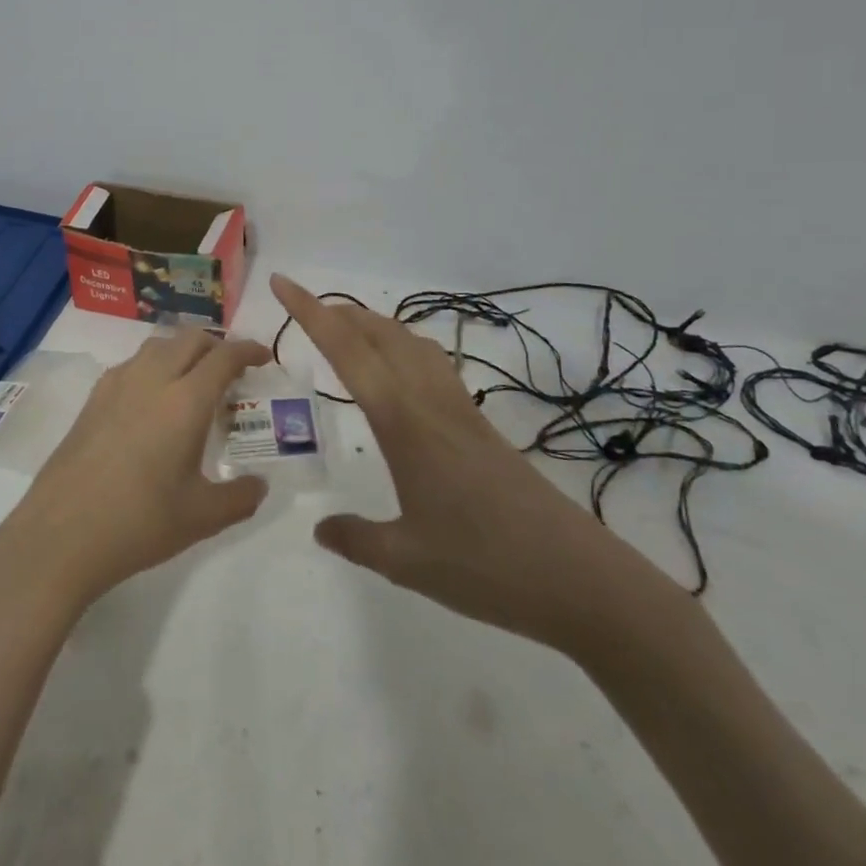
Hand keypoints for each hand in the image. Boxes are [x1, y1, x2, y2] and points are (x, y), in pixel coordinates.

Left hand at [0, 329, 273, 611]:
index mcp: (185, 400)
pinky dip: (153, 366)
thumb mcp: (202, 517)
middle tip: (231, 372)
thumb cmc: (139, 522)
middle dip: (216, 345)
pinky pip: (131, 364)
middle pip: (189, 338)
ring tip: (192, 381)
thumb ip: (240, 497)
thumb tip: (260, 485)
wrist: (62, 533)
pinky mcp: (92, 399)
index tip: (264, 357)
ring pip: (157, 345)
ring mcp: (116, 385)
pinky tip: (152, 401)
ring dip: (182, 351)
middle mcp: (151, 379)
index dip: (248, 350)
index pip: (224, 356)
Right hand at [273, 274, 664, 654]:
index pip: (347, 352)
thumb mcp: (407, 561)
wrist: (583, 582)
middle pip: (380, 334)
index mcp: (403, 423)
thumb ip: (356, 539)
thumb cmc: (487, 567)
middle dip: (339, 312)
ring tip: (346, 330)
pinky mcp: (481, 428)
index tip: (282, 283)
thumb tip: (320, 529)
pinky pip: (432, 366)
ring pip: (411, 344)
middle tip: (304, 308)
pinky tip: (402, 374)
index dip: (310, 313)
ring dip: (374, 326)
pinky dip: (404, 348)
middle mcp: (430, 403)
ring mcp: (461, 412)